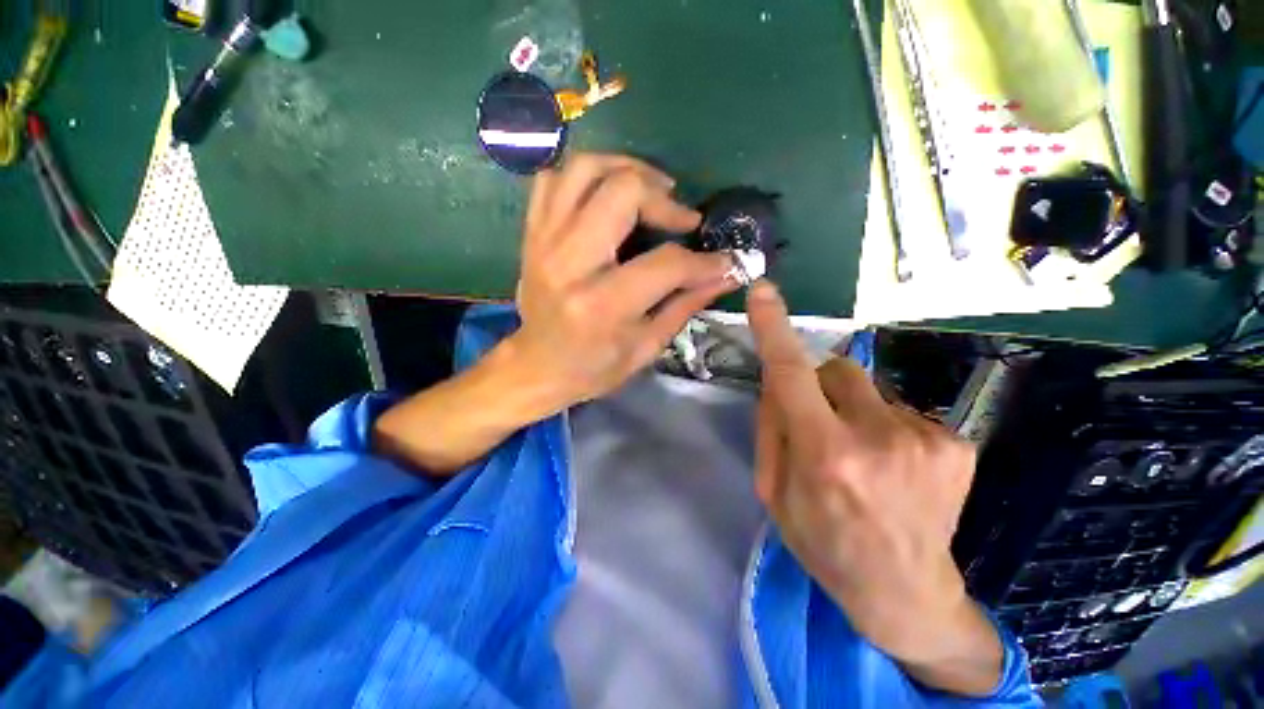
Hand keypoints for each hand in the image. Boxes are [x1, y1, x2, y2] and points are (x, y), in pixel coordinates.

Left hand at [505, 153, 736, 410]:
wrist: (537, 365)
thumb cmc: (594, 366)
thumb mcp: (646, 347)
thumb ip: (686, 305)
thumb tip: (726, 273)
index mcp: (602, 305)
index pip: (666, 263)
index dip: (704, 261)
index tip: (725, 260)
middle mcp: (570, 263)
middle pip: (623, 192)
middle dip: (664, 199)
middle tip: (681, 218)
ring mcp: (544, 242)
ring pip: (585, 169)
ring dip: (627, 169)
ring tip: (651, 191)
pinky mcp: (532, 233)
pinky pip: (554, 178)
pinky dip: (586, 176)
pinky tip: (607, 195)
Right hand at [746, 281, 1002, 696]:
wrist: (905, 591)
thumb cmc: (824, 543)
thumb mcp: (774, 493)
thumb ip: (772, 429)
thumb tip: (778, 383)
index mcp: (825, 455)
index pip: (791, 375)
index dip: (775, 329)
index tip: (763, 292)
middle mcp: (877, 438)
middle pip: (834, 368)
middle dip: (817, 384)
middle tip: (818, 423)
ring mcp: (925, 438)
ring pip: (867, 387)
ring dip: (851, 408)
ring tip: (860, 454)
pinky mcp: (955, 444)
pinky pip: (898, 408)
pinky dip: (883, 425)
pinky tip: (891, 465)